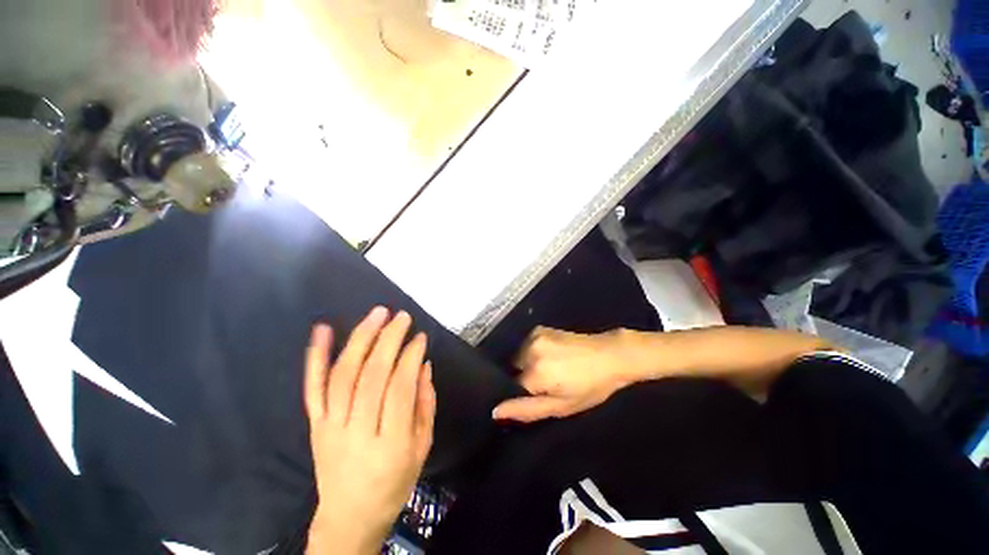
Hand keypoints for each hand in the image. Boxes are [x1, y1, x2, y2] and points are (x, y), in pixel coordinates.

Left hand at [304, 308, 435, 554]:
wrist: (350, 516)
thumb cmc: (394, 481)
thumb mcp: (422, 446)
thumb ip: (425, 403)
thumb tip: (423, 364)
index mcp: (390, 442)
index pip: (400, 387)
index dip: (410, 357)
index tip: (420, 336)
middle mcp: (357, 432)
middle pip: (371, 376)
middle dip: (389, 339)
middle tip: (401, 316)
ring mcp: (330, 426)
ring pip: (343, 375)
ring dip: (361, 339)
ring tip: (377, 314)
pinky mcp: (314, 424)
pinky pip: (313, 387)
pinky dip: (316, 357)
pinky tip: (323, 330)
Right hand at [492, 327, 648, 422]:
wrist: (609, 355)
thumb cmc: (590, 386)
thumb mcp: (562, 406)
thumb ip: (527, 410)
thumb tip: (495, 411)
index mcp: (535, 372)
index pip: (512, 387)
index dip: (525, 394)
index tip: (540, 394)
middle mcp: (530, 350)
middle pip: (514, 369)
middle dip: (525, 377)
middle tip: (549, 383)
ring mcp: (534, 335)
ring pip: (519, 357)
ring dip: (529, 364)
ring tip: (553, 368)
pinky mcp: (539, 328)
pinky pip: (527, 345)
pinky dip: (533, 352)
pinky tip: (552, 356)